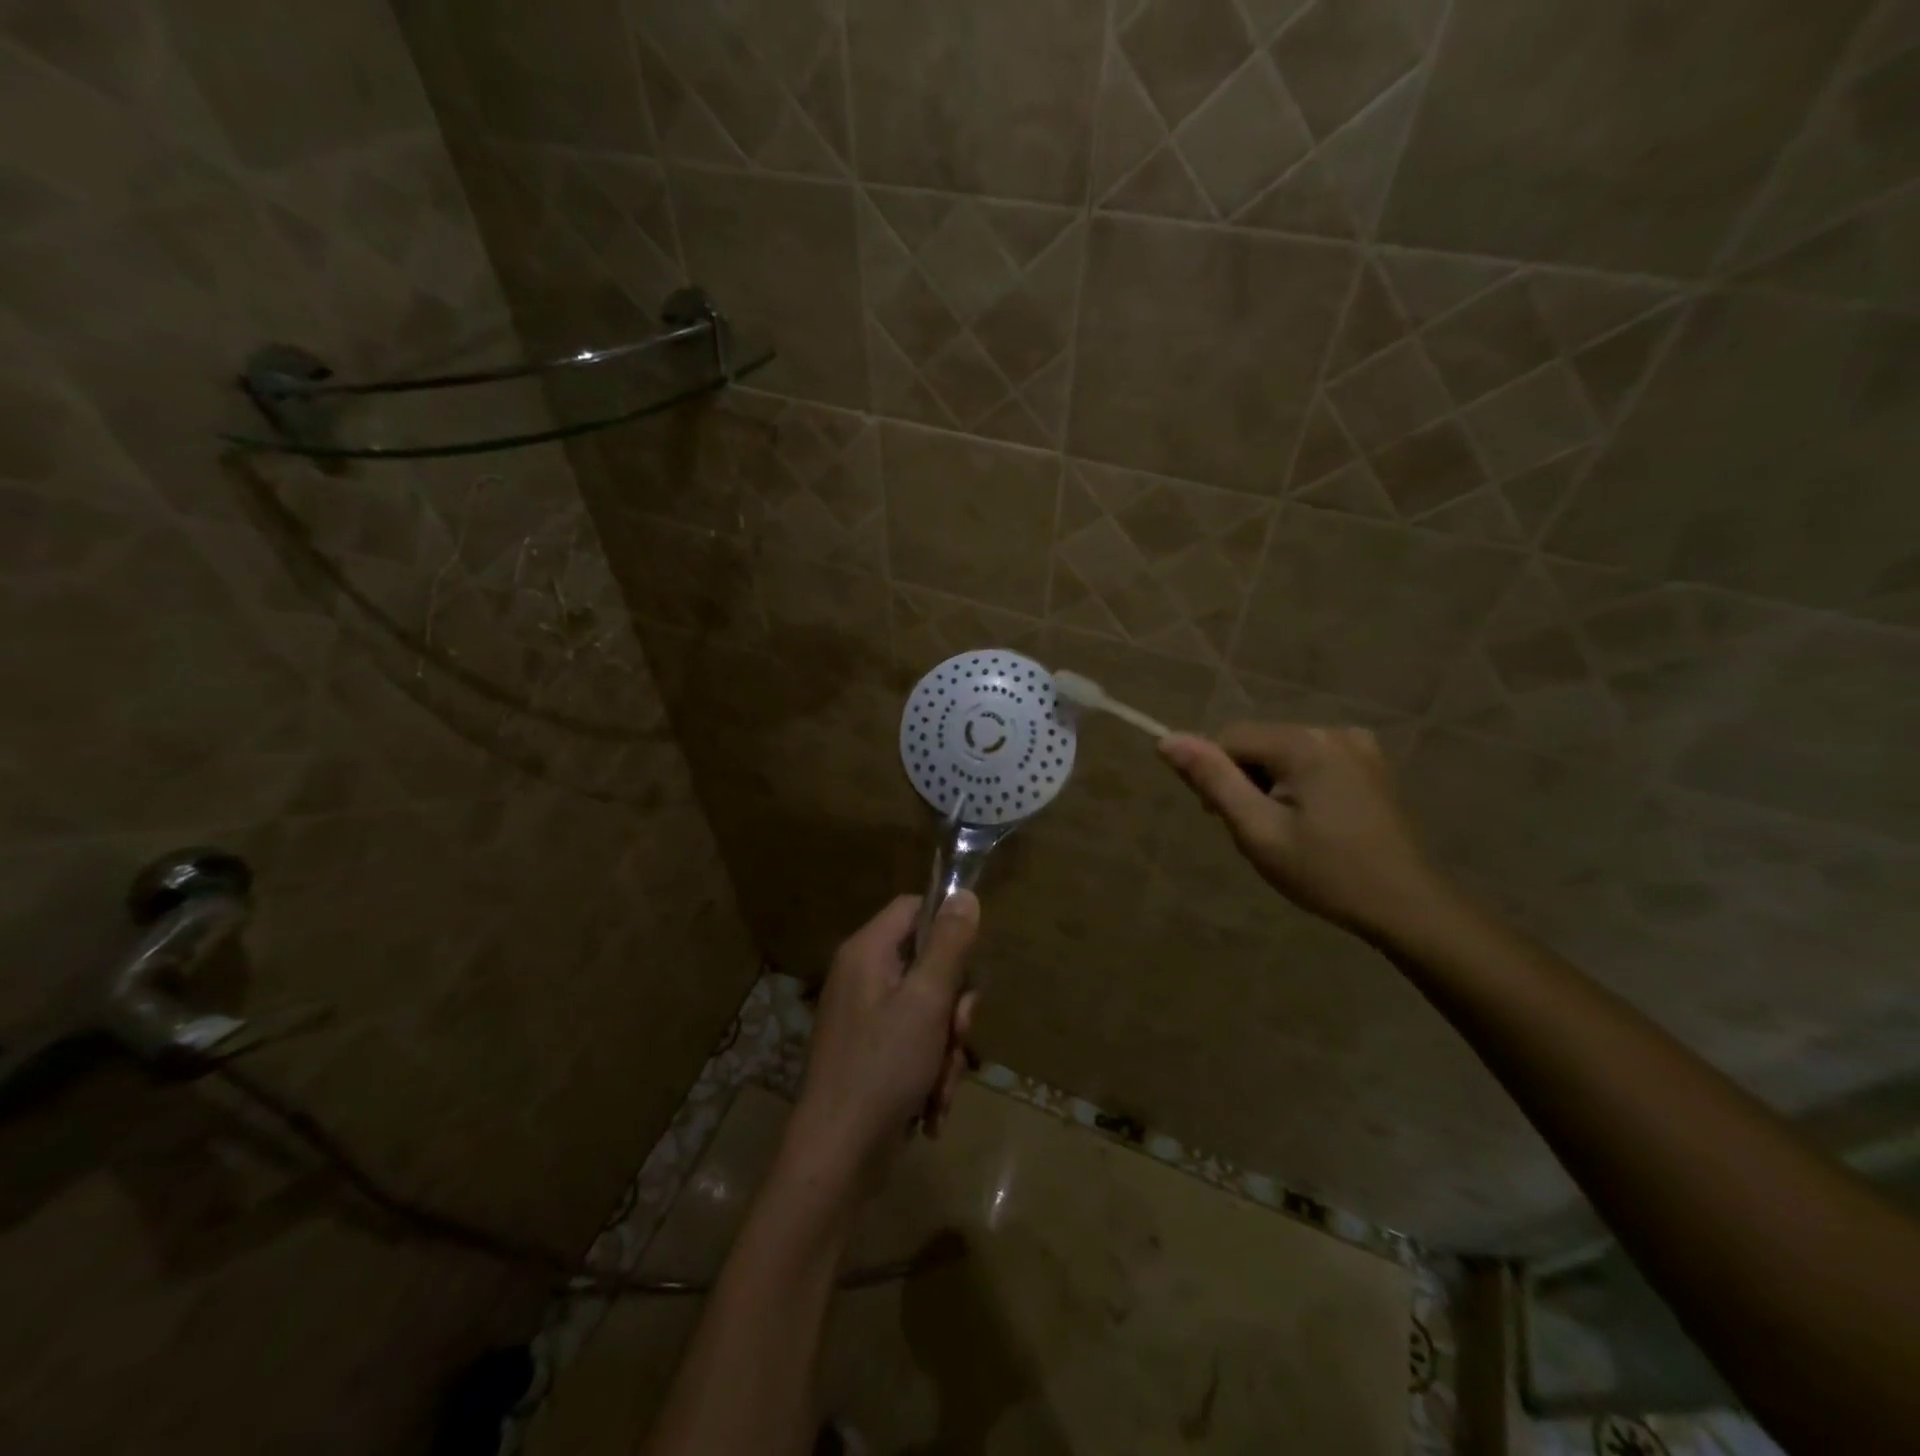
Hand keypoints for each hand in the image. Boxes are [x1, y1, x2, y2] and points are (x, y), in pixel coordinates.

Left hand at [783, 893, 979, 1202]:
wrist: (837, 1157)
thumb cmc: (883, 1067)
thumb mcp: (927, 1000)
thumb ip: (949, 945)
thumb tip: (964, 894)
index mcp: (867, 952)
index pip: (914, 908)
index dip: (947, 926)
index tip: (970, 960)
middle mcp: (862, 977)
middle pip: (928, 965)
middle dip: (953, 1007)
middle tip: (956, 1034)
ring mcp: (865, 1018)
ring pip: (928, 1012)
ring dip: (945, 1049)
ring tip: (941, 1086)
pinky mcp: (871, 1054)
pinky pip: (914, 1044)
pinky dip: (929, 1072)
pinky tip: (931, 1109)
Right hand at [1159, 723, 1453, 945]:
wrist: (1407, 906)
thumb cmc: (1325, 873)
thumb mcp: (1257, 830)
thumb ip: (1213, 780)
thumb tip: (1167, 739)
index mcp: (1304, 744)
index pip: (1229, 738)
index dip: (1214, 775)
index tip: (1220, 818)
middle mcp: (1332, 731)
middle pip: (1258, 743)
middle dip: (1244, 780)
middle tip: (1255, 831)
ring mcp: (1358, 746)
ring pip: (1283, 753)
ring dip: (1269, 784)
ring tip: (1284, 832)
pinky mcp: (1371, 765)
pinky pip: (1312, 761)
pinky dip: (1297, 784)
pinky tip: (1311, 821)